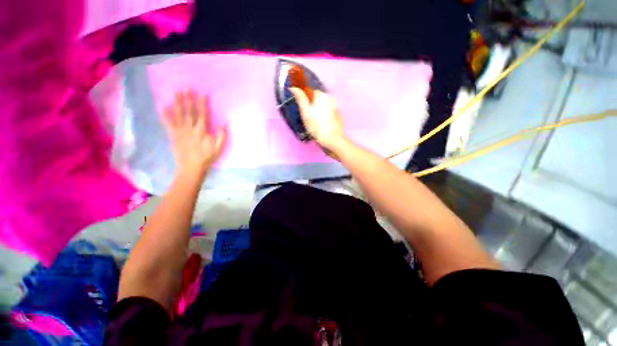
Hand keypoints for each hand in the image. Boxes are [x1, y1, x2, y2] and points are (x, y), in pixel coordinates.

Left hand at [163, 90, 226, 177]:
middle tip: (187, 87)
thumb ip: (222, 135)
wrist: (191, 167)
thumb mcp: (219, 148)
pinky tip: (163, 106)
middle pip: (189, 111)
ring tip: (176, 92)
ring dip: (177, 102)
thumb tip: (224, 123)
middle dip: (188, 98)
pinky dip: (165, 115)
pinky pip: (168, 123)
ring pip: (178, 114)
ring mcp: (179, 131)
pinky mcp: (173, 135)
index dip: (202, 103)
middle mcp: (189, 128)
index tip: (201, 93)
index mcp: (201, 131)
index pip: (202, 114)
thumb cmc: (207, 157)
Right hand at [288, 88, 347, 151]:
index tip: (304, 111)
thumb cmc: (317, 127)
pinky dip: (325, 118)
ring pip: (323, 108)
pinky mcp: (339, 117)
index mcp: (322, 95)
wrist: (333, 140)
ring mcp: (336, 108)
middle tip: (308, 119)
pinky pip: (329, 114)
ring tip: (315, 125)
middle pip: (318, 100)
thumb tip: (293, 88)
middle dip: (312, 107)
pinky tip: (322, 127)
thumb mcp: (305, 113)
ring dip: (318, 113)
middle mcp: (331, 99)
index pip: (311, 92)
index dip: (306, 101)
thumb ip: (300, 98)